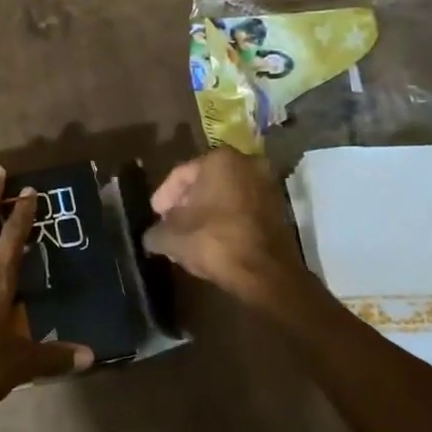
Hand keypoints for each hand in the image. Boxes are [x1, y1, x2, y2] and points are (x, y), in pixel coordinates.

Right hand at [142, 149, 308, 306]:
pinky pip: (243, 209)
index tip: (155, 215)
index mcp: (220, 159)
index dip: (163, 196)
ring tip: (190, 235)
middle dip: (186, 203)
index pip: (181, 174)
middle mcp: (248, 164)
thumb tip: (152, 237)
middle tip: (170, 223)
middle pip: (205, 182)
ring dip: (207, 212)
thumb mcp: (171, 238)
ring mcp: (268, 186)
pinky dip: (227, 220)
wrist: (264, 271)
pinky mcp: (279, 210)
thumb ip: (155, 232)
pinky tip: (213, 240)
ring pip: (226, 196)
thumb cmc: (213, 241)